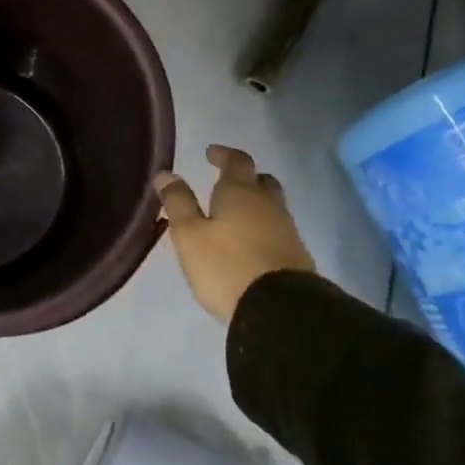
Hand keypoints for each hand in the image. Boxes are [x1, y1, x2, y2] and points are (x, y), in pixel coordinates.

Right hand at [154, 146, 314, 323]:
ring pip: (272, 206)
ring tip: (234, 216)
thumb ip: (178, 203)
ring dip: (255, 205)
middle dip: (245, 178)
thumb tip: (166, 173)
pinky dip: (263, 228)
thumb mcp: (189, 235)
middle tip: (226, 183)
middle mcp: (268, 205)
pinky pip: (278, 231)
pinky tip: (250, 244)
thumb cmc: (227, 266)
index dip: (223, 154)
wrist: (281, 311)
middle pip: (262, 181)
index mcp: (240, 193)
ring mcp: (287, 231)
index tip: (210, 153)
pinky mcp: (297, 257)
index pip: (237, 160)